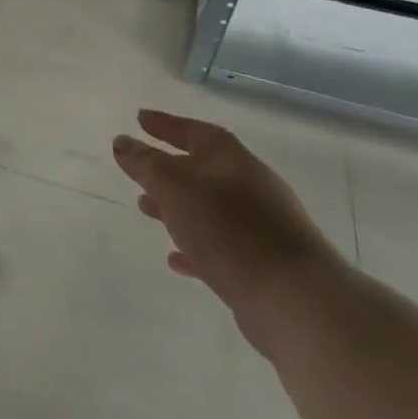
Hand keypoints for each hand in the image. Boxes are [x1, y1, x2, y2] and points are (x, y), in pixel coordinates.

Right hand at [113, 109, 348, 356]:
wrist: (295, 299)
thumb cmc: (229, 230)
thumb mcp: (175, 188)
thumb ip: (145, 163)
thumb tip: (122, 142)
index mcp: (231, 160)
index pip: (195, 131)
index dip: (166, 124)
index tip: (139, 118)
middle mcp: (249, 186)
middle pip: (203, 169)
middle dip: (168, 168)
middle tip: (137, 168)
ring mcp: (260, 226)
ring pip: (208, 208)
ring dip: (176, 206)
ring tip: (144, 209)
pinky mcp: (261, 264)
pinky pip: (219, 246)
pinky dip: (194, 246)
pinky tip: (176, 259)